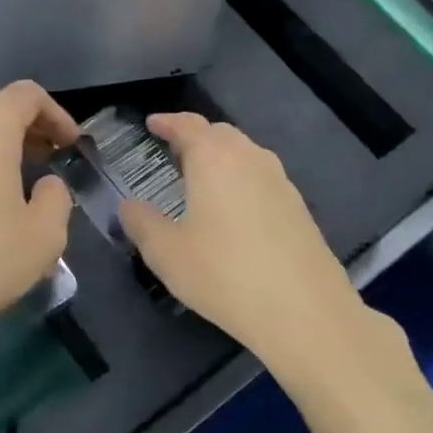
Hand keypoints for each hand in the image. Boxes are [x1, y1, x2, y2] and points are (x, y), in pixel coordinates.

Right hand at [120, 114, 365, 360]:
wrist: (303, 310)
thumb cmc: (223, 273)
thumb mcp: (166, 253)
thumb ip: (142, 223)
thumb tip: (130, 206)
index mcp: (214, 158)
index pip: (188, 125)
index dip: (167, 122)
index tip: (151, 123)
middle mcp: (250, 158)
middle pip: (220, 134)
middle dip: (195, 137)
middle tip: (173, 153)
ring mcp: (281, 182)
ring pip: (245, 154)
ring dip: (221, 158)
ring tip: (201, 179)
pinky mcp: (299, 207)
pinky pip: (261, 179)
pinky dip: (240, 180)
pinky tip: (232, 210)